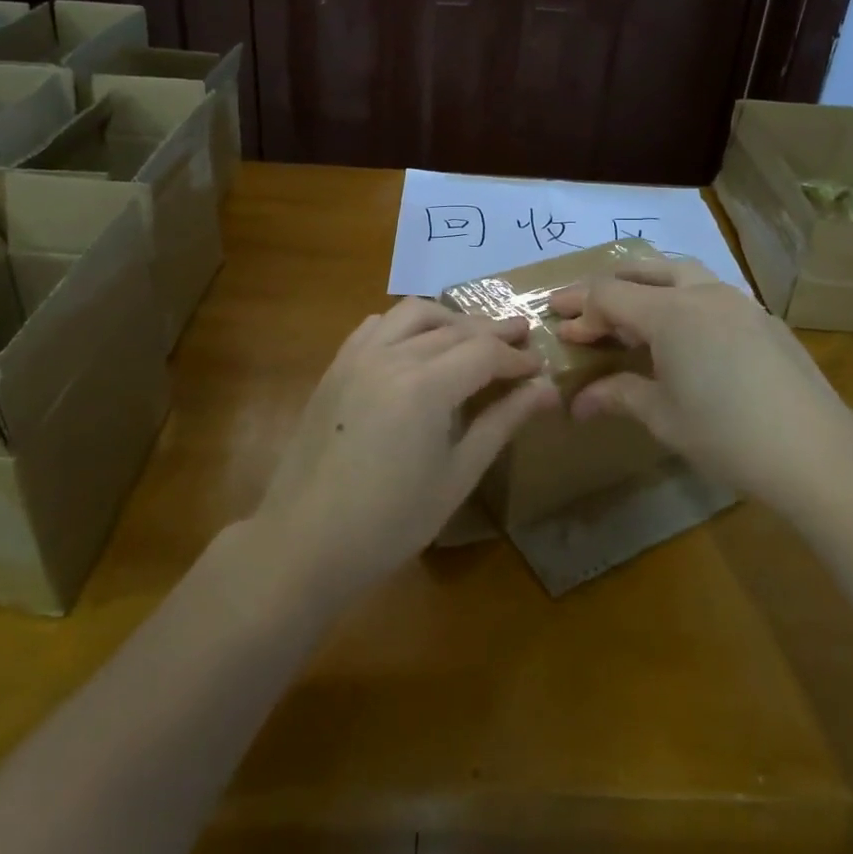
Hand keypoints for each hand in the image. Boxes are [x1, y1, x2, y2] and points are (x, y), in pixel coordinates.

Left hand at [256, 297, 558, 601]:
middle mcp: (391, 356)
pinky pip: (377, 325)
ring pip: (413, 313)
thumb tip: (546, 390)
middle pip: (454, 329)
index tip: (540, 367)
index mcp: (425, 386)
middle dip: (492, 332)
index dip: (516, 357)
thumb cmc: (391, 521)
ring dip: (450, 319)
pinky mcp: (337, 366)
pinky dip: (406, 324)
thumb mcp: (457, 475)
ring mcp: (358, 356)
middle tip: (521, 339)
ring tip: (473, 336)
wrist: (305, 540)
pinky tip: (418, 345)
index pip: (484, 352)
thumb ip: (501, 423)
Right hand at [548, 260, 852, 509]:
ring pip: (682, 273)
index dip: (580, 310)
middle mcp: (703, 294)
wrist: (818, 454)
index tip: (560, 332)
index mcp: (670, 312)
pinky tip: (686, 337)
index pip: (609, 294)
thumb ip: (618, 396)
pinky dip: (682, 301)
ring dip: (648, 286)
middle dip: (608, 286)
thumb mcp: (663, 417)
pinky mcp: (764, 320)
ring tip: (632, 315)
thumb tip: (578, 403)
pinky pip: (711, 294)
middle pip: (643, 269)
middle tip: (585, 310)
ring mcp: (739, 302)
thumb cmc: (727, 435)